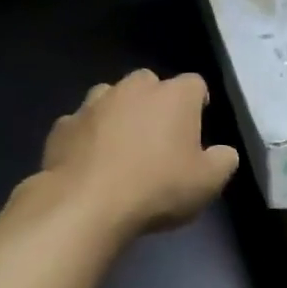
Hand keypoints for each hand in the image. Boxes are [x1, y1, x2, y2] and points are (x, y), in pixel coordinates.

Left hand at [35, 69, 239, 237]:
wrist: (86, 204)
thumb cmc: (158, 188)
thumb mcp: (208, 182)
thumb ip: (223, 161)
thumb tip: (223, 152)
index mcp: (174, 96)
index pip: (195, 84)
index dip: (198, 103)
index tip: (197, 126)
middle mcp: (133, 88)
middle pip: (150, 83)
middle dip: (155, 103)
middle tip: (159, 138)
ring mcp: (93, 103)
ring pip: (111, 98)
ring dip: (118, 115)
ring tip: (121, 148)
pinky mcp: (63, 125)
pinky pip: (81, 124)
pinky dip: (87, 137)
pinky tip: (90, 163)